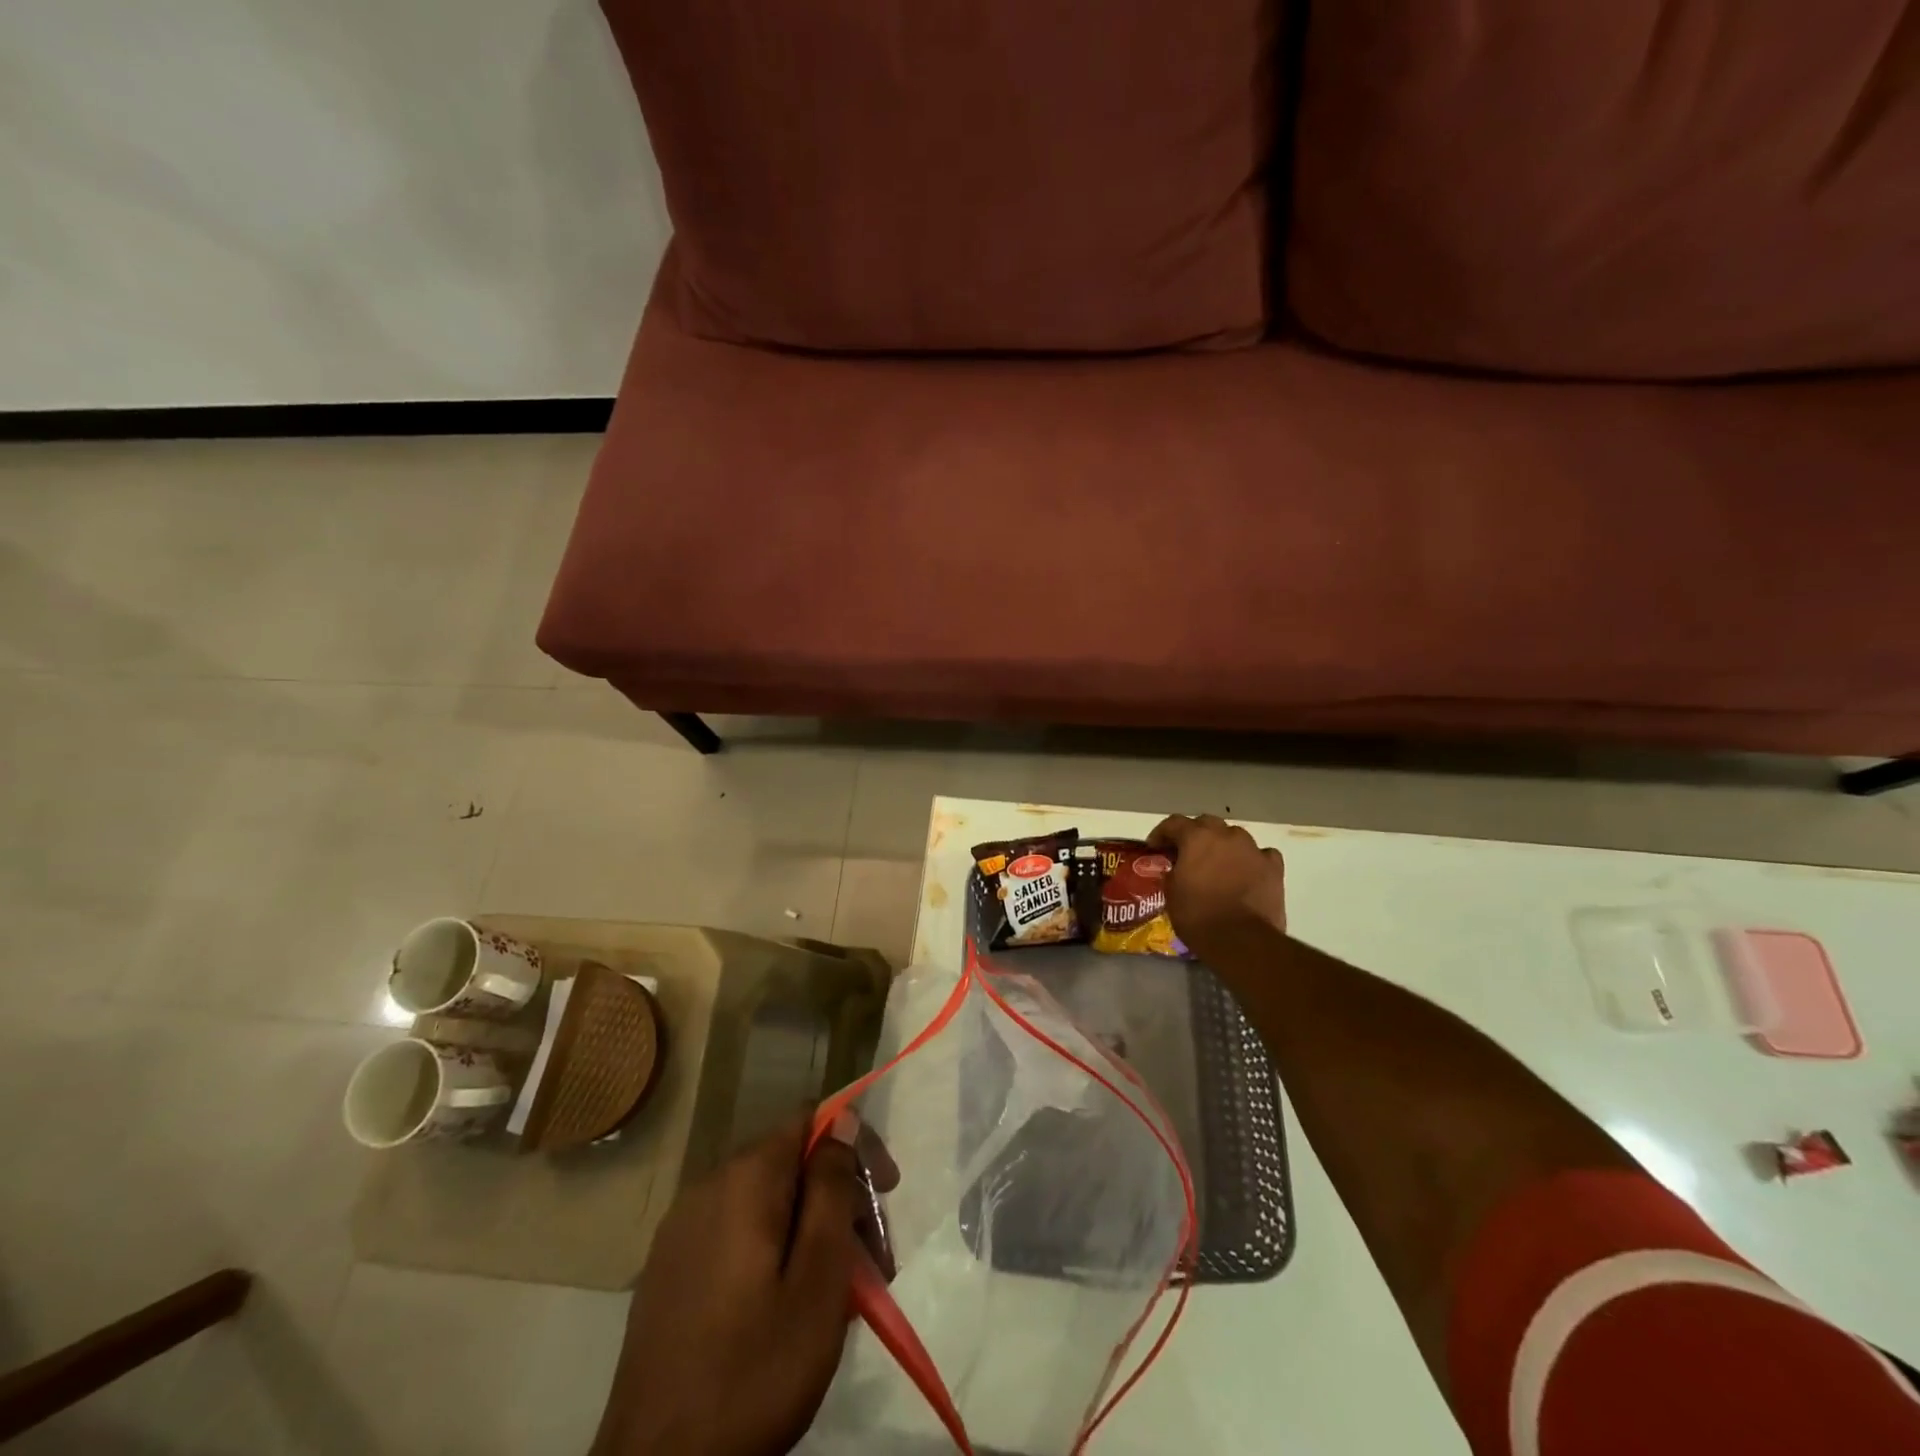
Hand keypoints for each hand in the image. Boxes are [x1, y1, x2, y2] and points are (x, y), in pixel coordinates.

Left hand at [595, 1116, 862, 1455]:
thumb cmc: (754, 1371)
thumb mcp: (818, 1278)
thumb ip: (832, 1187)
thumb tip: (843, 1119)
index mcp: (745, 1177)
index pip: (813, 1119)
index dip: (857, 1146)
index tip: (887, 1194)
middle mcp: (708, 1185)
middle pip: (791, 1164)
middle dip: (838, 1199)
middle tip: (874, 1262)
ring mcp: (681, 1229)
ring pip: (765, 1203)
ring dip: (809, 1230)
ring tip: (839, 1294)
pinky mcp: (668, 1270)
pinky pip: (735, 1234)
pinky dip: (773, 1251)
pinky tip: (788, 1306)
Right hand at [1149, 814, 1288, 961]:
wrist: (1242, 941)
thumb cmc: (1198, 916)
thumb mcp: (1171, 894)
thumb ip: (1172, 872)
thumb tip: (1176, 869)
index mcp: (1196, 838)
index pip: (1174, 823)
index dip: (1161, 833)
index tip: (1154, 847)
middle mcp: (1226, 835)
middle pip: (1207, 823)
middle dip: (1194, 834)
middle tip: (1186, 853)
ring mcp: (1253, 849)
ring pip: (1235, 836)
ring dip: (1223, 845)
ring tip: (1217, 865)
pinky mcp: (1274, 868)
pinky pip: (1260, 854)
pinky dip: (1251, 860)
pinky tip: (1246, 872)